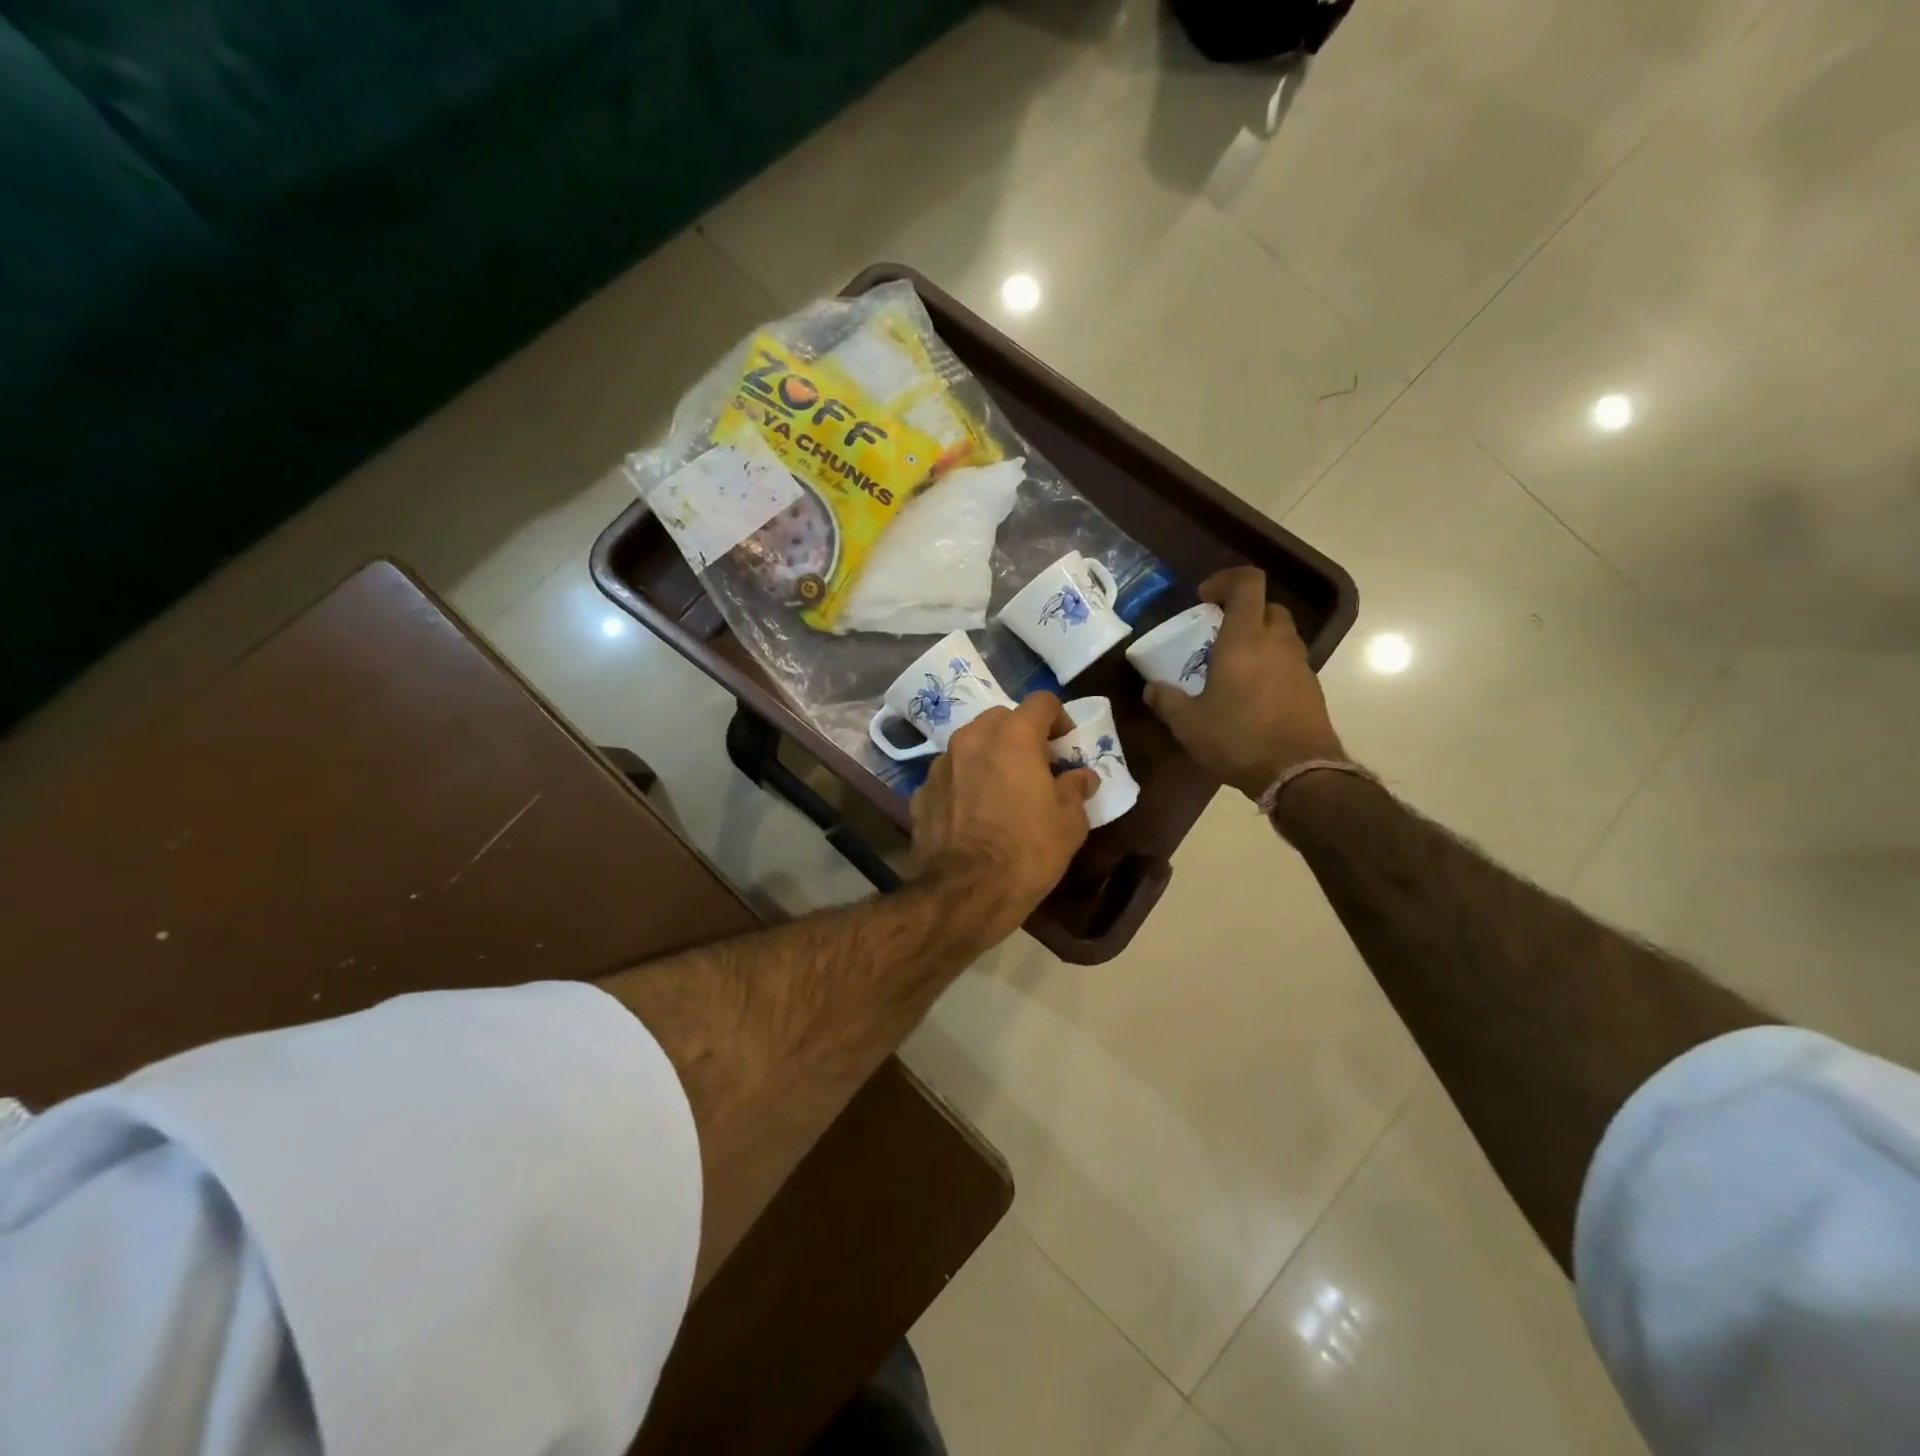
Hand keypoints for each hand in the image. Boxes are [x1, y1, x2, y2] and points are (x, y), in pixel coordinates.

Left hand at [910, 692, 1099, 945]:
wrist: (964, 891)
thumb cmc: (1027, 851)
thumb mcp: (1070, 823)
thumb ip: (1076, 789)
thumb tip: (1081, 777)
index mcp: (1013, 736)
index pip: (1042, 702)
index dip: (1059, 719)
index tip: (1066, 747)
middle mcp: (972, 739)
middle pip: (1002, 719)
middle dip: (1021, 735)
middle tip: (1035, 767)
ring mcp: (941, 764)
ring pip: (970, 745)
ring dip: (989, 757)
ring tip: (1002, 790)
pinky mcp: (921, 792)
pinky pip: (950, 776)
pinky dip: (964, 784)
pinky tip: (973, 814)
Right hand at [1144, 566, 1346, 799]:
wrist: (1298, 773)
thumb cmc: (1238, 739)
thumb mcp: (1188, 724)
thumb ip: (1166, 701)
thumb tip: (1151, 688)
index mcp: (1244, 640)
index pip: (1247, 583)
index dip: (1226, 580)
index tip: (1205, 599)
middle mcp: (1276, 642)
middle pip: (1267, 606)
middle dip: (1243, 611)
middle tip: (1218, 634)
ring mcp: (1299, 664)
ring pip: (1281, 633)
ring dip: (1259, 638)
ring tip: (1233, 666)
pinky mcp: (1312, 687)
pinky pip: (1289, 661)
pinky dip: (1271, 664)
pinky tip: (1252, 693)